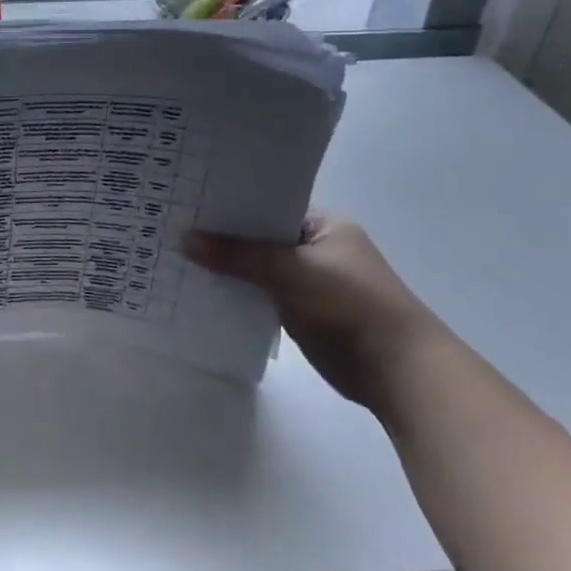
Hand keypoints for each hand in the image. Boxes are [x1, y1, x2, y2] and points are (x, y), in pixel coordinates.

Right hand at [185, 213, 443, 411]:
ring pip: (257, 267)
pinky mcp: (301, 311)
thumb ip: (238, 255)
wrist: (397, 371)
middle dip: (222, 235)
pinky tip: (200, 288)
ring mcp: (309, 281)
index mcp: (324, 224)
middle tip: (173, 224)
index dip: (231, 202)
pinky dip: (237, 292)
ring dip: (227, 266)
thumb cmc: (350, 305)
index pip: (268, 203)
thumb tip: (184, 239)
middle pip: (259, 236)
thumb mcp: (291, 271)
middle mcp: (316, 248)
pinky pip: (260, 293)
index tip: (189, 199)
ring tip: (175, 254)